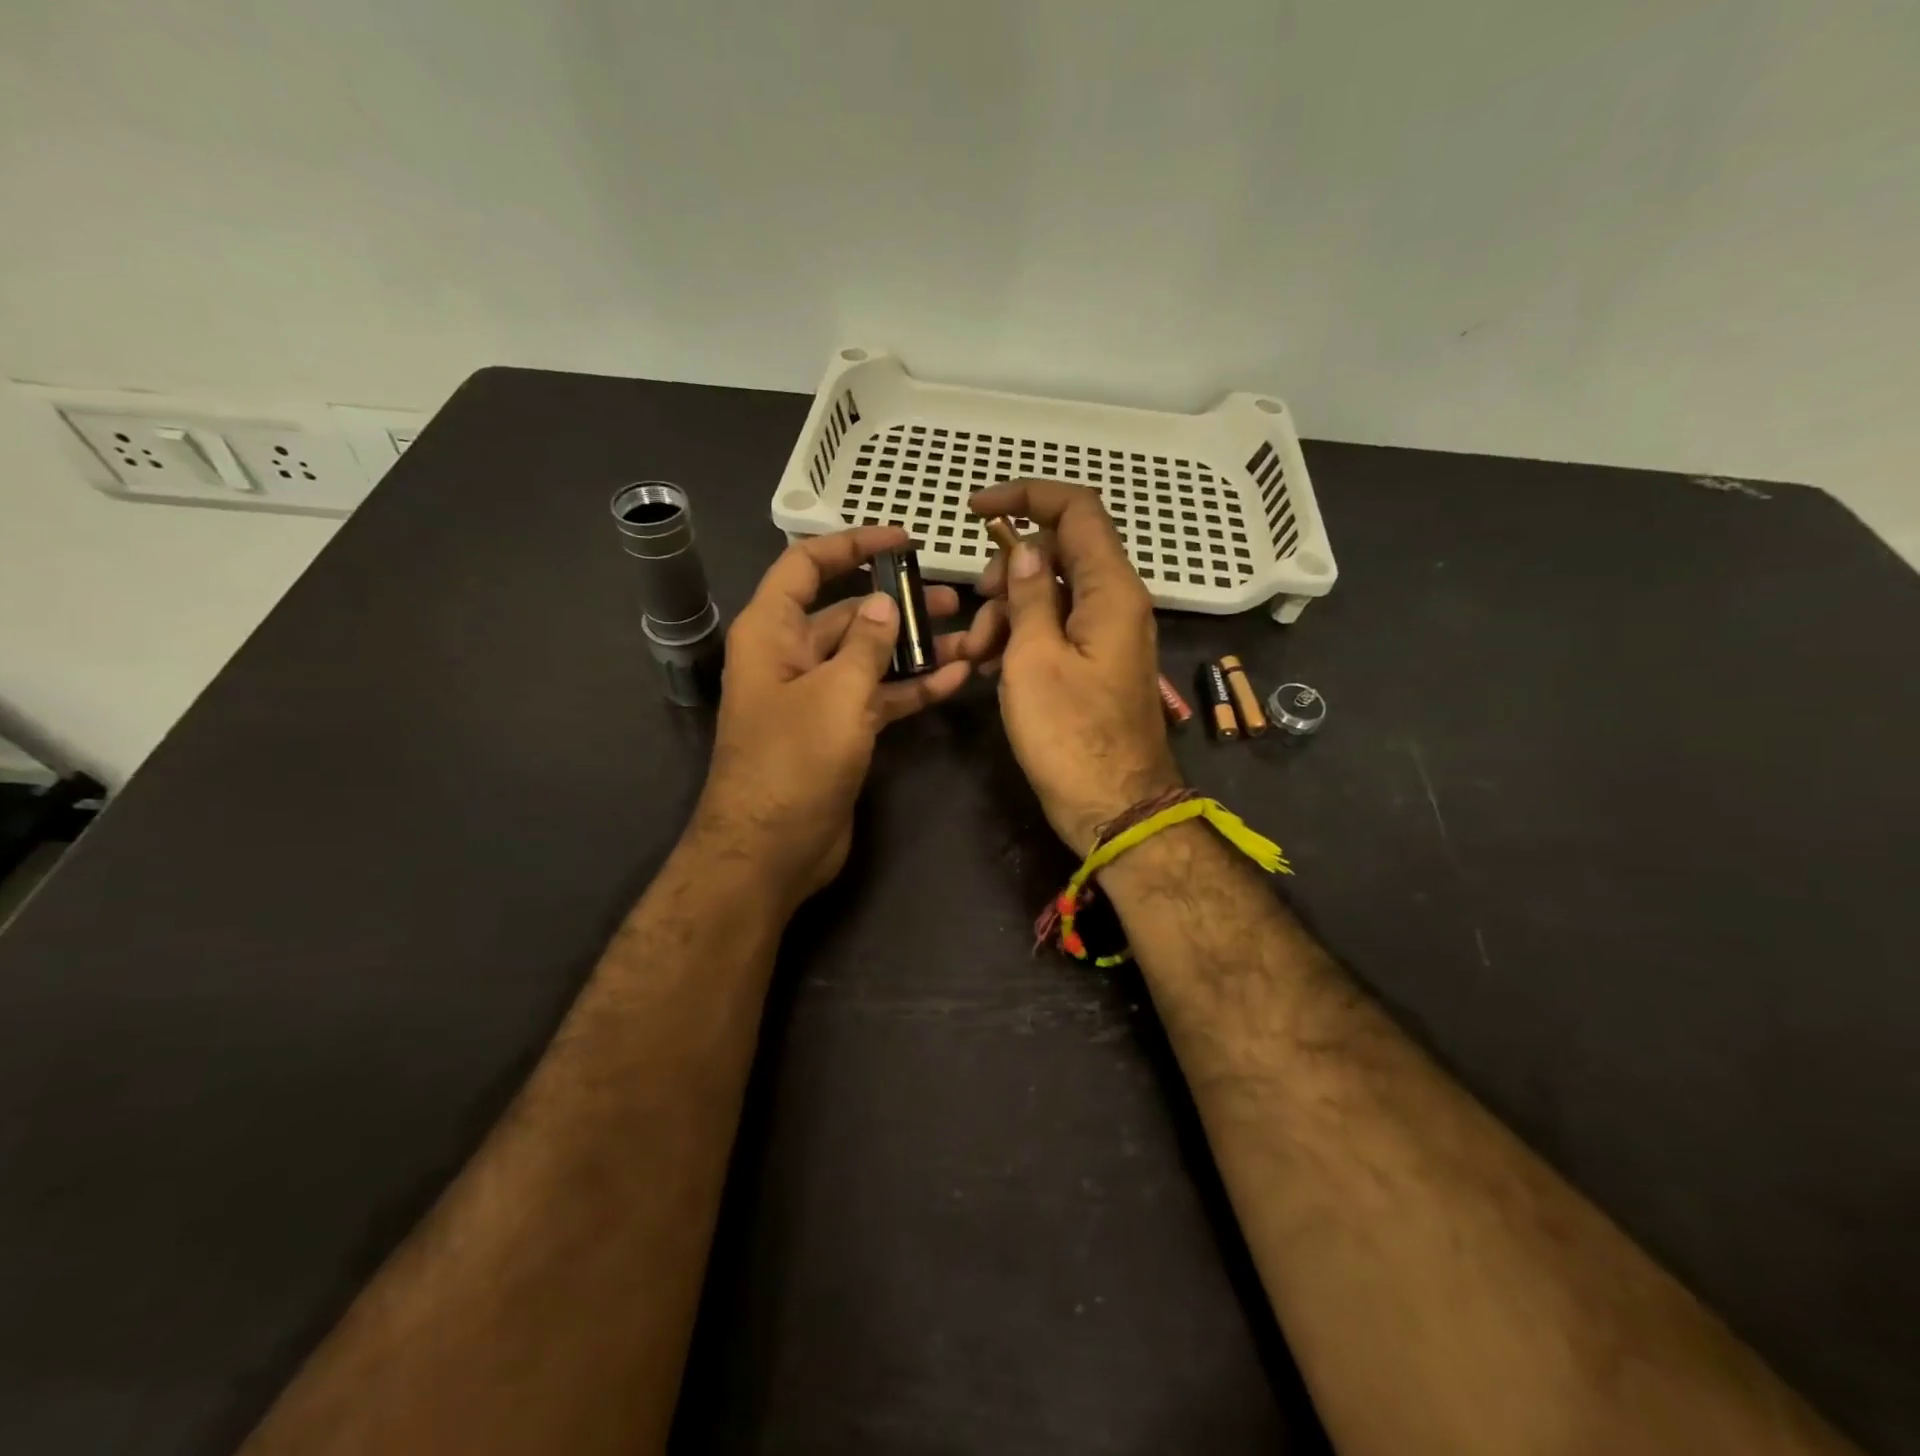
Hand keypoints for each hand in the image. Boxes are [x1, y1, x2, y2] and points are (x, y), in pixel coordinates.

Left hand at [692, 527, 975, 905]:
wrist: (772, 851)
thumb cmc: (794, 762)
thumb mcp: (835, 694)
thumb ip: (866, 644)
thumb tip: (884, 603)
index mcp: (771, 632)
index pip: (806, 566)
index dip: (851, 544)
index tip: (902, 540)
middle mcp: (792, 657)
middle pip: (848, 613)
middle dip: (899, 603)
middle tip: (953, 597)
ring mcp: (818, 697)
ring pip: (871, 658)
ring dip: (916, 648)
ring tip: (971, 636)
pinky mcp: (840, 732)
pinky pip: (880, 697)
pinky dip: (913, 688)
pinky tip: (957, 679)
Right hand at [967, 482, 1180, 855]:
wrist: (1113, 807)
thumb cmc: (1070, 735)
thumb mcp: (1035, 658)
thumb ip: (1032, 594)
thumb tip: (1030, 547)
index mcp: (1111, 590)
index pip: (1077, 509)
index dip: (1027, 496)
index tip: (976, 511)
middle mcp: (1116, 603)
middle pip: (1060, 552)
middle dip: (1008, 571)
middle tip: (977, 607)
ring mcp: (1107, 635)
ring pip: (1052, 594)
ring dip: (1008, 612)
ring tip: (978, 656)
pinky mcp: (1095, 664)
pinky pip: (1056, 630)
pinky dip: (1022, 637)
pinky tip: (991, 666)